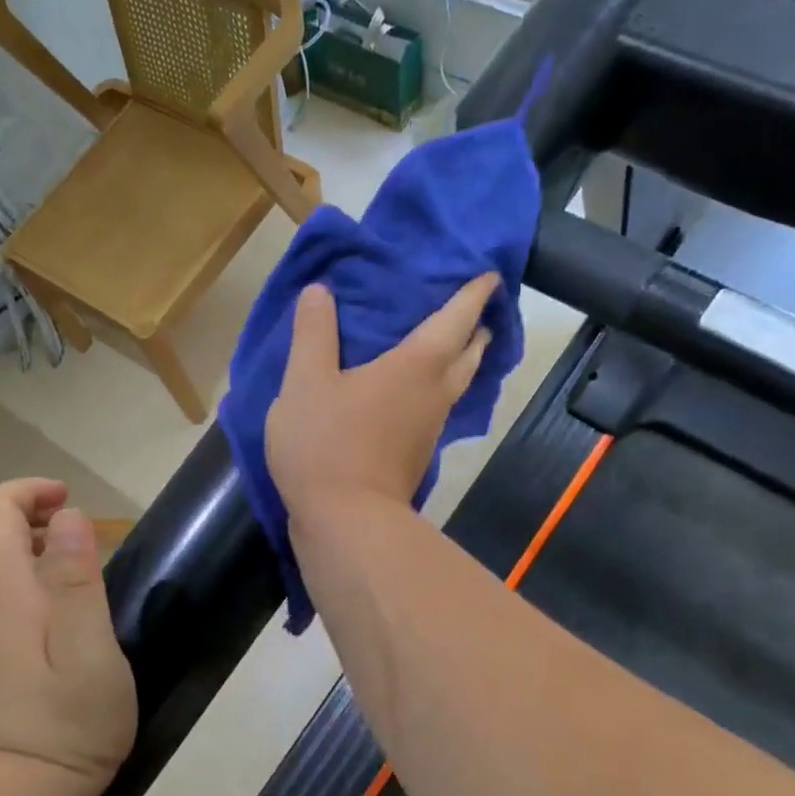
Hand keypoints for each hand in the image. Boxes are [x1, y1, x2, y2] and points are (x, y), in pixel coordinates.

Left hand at [0, 479, 136, 791]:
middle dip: (17, 509)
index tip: (69, 500)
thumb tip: (68, 517)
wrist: (20, 793)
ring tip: (48, 554)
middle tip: (66, 523)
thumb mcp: (92, 645)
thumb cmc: (71, 719)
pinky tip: (20, 597)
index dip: (29, 491)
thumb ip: (77, 576)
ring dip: (1, 539)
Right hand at [266, 275, 498, 519]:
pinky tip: (412, 391)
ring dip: (459, 360)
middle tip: (469, 310)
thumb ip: (313, 334)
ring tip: (444, 344)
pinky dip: (435, 389)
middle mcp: (435, 393)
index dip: (474, 292)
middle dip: (476, 328)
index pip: (457, 317)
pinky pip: (437, 408)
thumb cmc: (326, 443)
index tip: (489, 274)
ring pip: (458, 384)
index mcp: (416, 365)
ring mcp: (430, 428)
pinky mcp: (417, 455)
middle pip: (470, 353)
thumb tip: (321, 291)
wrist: (344, 521)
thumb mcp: (304, 382)